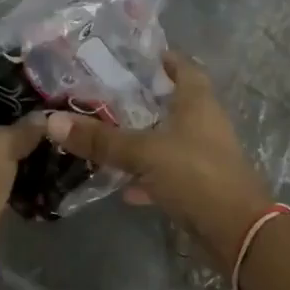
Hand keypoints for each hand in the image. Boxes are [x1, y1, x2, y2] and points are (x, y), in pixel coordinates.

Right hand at [42, 52, 272, 265]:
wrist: (238, 233)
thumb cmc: (195, 174)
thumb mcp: (143, 152)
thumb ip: (100, 139)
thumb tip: (52, 120)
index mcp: (197, 101)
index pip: (182, 66)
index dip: (161, 59)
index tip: (130, 57)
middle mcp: (204, 122)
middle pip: (172, 102)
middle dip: (142, 100)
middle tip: (105, 96)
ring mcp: (204, 155)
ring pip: (168, 139)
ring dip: (143, 139)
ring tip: (107, 137)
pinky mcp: (200, 186)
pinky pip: (168, 173)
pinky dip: (148, 177)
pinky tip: (123, 187)